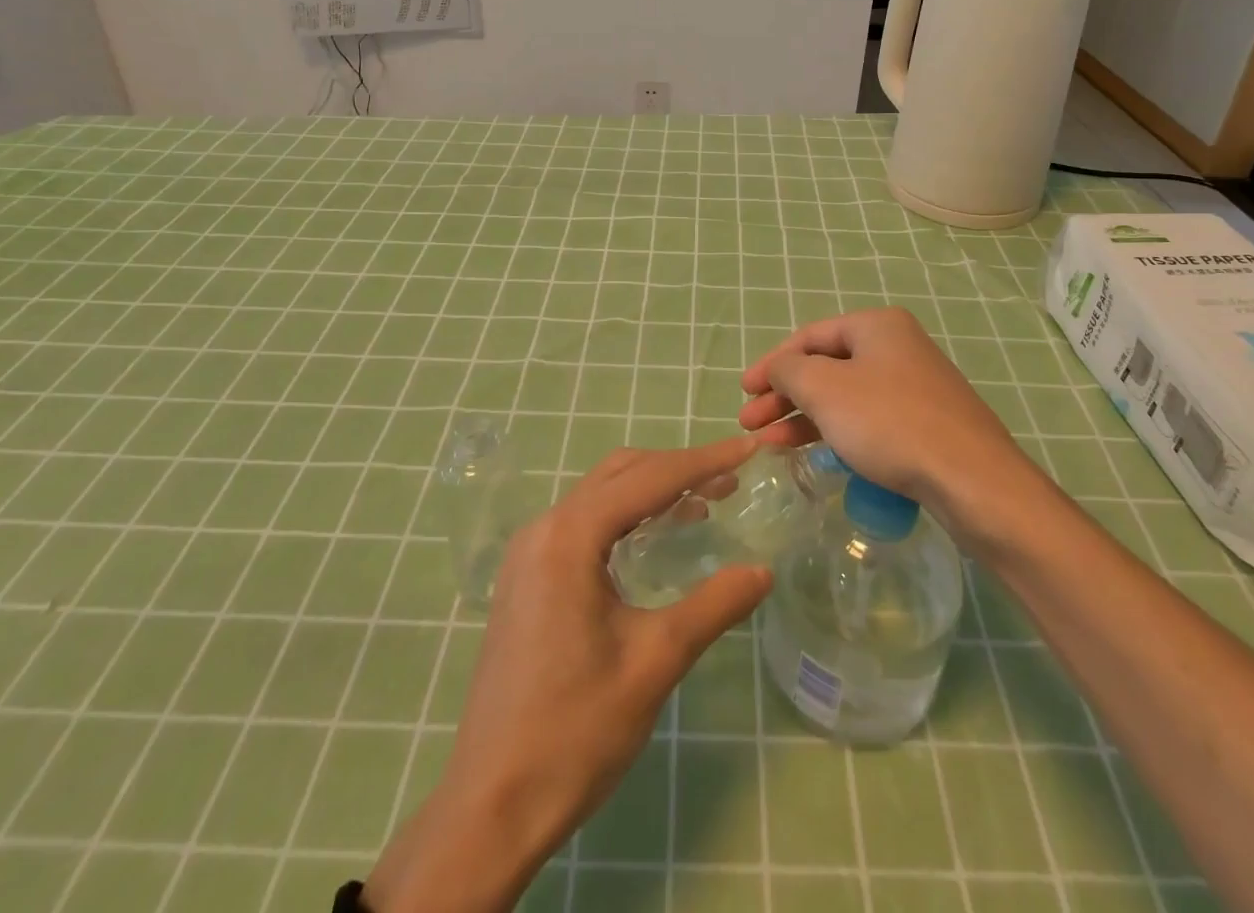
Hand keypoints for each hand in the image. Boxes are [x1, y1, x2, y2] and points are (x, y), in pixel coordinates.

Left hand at [364, 437, 772, 912]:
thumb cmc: (575, 731)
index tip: (747, 448)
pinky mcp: (526, 578)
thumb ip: (713, 606)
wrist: (491, 805)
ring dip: (650, 491)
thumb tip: (763, 571)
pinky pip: (583, 524)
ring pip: (600, 496)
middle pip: (620, 475)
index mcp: (569, 537)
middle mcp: (544, 529)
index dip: (702, 461)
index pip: (648, 479)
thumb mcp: (654, 663)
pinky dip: (625, 516)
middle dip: (677, 469)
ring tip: (704, 502)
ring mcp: (529, 553)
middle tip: (730, 479)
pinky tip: (655, 538)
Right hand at [738, 307, 1022, 508]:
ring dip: (804, 417)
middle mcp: (897, 347)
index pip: (809, 336)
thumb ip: (789, 371)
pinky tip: (813, 453)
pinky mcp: (924, 424)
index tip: (744, 392)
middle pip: (825, 367)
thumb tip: (781, 369)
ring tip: (770, 444)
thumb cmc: (889, 422)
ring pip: (844, 396)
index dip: (771, 363)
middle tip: (751, 423)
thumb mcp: (824, 389)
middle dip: (784, 395)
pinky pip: (867, 420)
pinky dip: (835, 432)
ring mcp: (914, 386)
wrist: (972, 480)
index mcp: (876, 326)